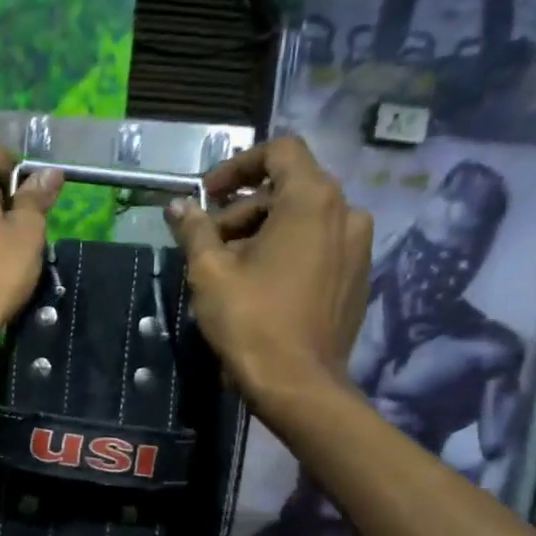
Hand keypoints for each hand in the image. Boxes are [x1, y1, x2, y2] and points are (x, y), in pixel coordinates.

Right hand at [166, 136, 372, 404]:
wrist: (299, 385)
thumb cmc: (251, 321)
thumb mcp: (209, 272)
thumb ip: (194, 230)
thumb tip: (178, 206)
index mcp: (312, 199)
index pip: (279, 151)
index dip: (238, 166)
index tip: (208, 196)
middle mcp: (346, 213)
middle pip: (289, 188)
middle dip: (243, 209)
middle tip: (208, 242)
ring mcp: (358, 247)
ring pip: (303, 220)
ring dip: (263, 232)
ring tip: (228, 268)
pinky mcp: (358, 278)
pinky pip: (319, 247)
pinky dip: (287, 252)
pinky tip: (259, 286)